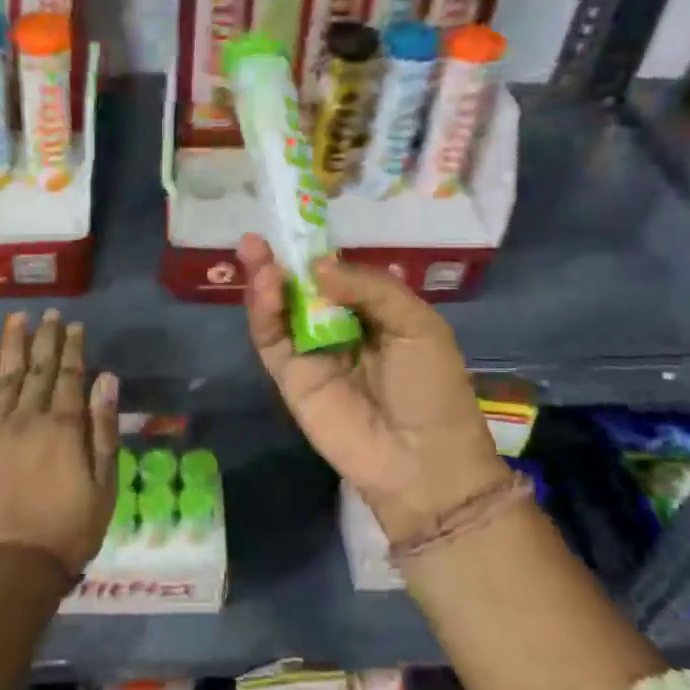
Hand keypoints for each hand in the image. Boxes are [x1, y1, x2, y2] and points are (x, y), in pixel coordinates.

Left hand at [0, 309, 120, 575]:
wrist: (16, 565)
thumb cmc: (71, 526)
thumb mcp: (104, 482)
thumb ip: (103, 427)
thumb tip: (105, 378)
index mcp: (63, 427)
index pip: (69, 375)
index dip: (73, 348)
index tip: (75, 325)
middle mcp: (28, 419)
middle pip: (37, 369)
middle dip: (45, 339)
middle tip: (49, 314)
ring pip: (6, 377)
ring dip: (13, 346)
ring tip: (17, 319)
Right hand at [239, 234, 507, 542]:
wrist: (423, 461)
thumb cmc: (431, 388)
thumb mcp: (417, 323)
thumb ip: (369, 287)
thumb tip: (317, 267)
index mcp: (373, 315)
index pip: (336, 276)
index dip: (315, 254)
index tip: (296, 228)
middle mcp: (337, 330)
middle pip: (300, 290)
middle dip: (280, 262)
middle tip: (259, 238)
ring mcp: (310, 354)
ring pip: (279, 311)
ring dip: (265, 281)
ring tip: (258, 255)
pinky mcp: (290, 379)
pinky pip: (271, 340)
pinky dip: (262, 312)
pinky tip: (266, 286)